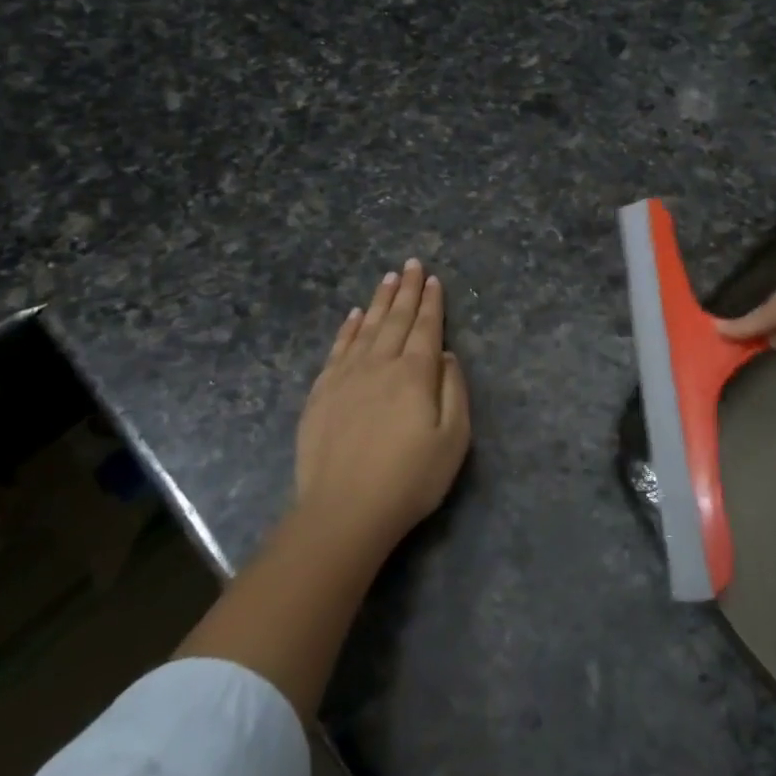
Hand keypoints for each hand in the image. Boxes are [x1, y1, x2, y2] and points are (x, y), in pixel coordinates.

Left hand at [295, 258, 470, 553]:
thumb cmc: (409, 479)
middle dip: (407, 290)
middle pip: (396, 319)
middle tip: (411, 264)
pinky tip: (355, 315)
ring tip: (388, 278)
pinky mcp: (322, 392)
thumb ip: (454, 391)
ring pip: (367, 328)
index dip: (431, 302)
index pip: (426, 328)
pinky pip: (338, 348)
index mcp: (415, 374)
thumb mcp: (453, 440)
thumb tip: (445, 355)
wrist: (344, 510)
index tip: (433, 279)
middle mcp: (380, 365)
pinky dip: (349, 328)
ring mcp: (346, 376)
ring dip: (379, 301)